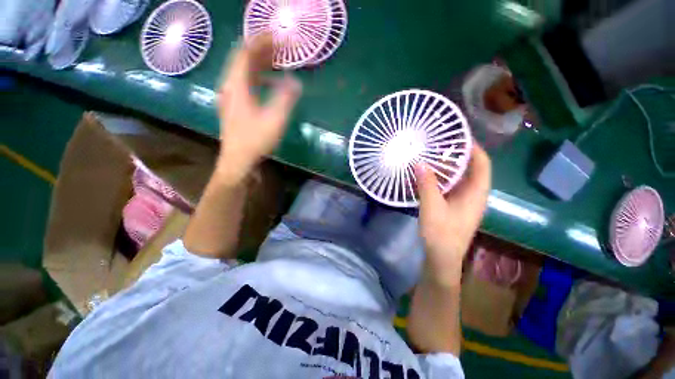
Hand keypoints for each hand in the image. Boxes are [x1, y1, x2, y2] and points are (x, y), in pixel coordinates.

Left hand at [216, 34, 301, 182]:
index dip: (261, 42)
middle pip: (244, 60)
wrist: (238, 161)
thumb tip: (296, 82)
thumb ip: (286, 98)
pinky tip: (270, 84)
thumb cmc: (255, 140)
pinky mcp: (234, 106)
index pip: (246, 53)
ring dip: (260, 64)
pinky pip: (245, 83)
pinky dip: (258, 78)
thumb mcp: (274, 120)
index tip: (277, 37)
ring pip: (244, 72)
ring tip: (278, 62)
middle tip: (281, 48)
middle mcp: (230, 86)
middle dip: (262, 51)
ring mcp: (230, 96)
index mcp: (237, 85)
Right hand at [415, 143, 490, 285]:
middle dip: (457, 156)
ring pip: (459, 179)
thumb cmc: (441, 234)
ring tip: (431, 157)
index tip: (459, 136)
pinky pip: (450, 187)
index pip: (482, 164)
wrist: (442, 258)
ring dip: (447, 168)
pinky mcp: (454, 207)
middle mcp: (474, 195)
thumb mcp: (432, 206)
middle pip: (471, 170)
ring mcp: (464, 202)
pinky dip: (441, 179)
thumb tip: (419, 162)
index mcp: (476, 194)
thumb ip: (427, 184)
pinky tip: (427, 176)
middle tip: (439, 145)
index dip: (474, 149)